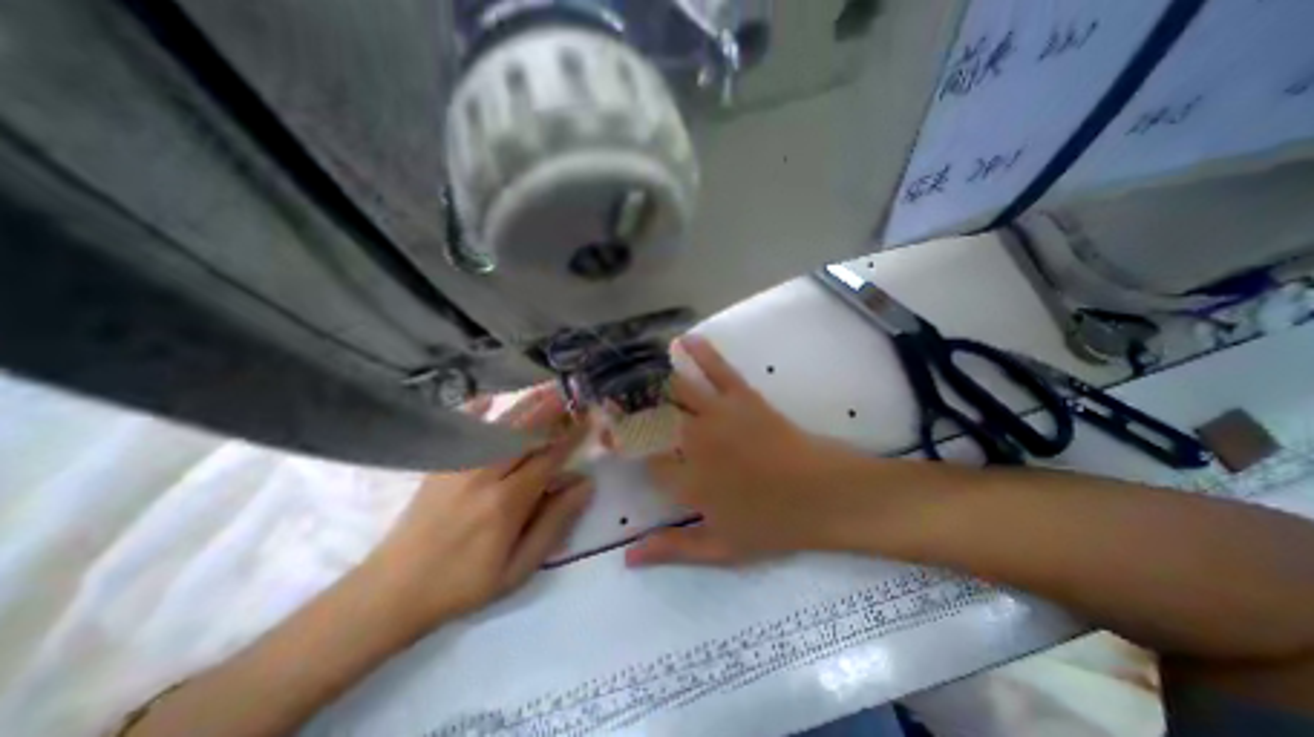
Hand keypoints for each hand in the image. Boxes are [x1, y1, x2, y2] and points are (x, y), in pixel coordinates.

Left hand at [363, 386, 589, 627]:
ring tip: (545, 389)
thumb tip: (585, 485)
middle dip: (550, 411)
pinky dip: (475, 411)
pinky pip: (461, 431)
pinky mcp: (439, 466)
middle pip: (524, 433)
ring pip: (499, 427)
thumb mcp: (519, 567)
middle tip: (571, 393)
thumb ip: (555, 523)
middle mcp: (484, 475)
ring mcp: (457, 466)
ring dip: (525, 406)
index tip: (589, 418)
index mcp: (507, 502)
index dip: (571, 436)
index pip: (549, 458)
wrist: (392, 592)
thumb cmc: (465, 583)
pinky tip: (488, 397)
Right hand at [624, 338, 881, 565]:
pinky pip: (717, 370)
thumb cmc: (774, 525)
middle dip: (625, 409)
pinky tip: (683, 340)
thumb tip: (627, 559)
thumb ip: (673, 549)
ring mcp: (719, 416)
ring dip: (650, 380)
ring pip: (675, 391)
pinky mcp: (743, 397)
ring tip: (631, 372)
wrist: (825, 495)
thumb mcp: (721, 549)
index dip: (625, 448)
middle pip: (651, 420)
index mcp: (688, 482)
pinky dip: (700, 353)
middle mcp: (695, 444)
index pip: (645, 460)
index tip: (612, 439)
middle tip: (608, 398)